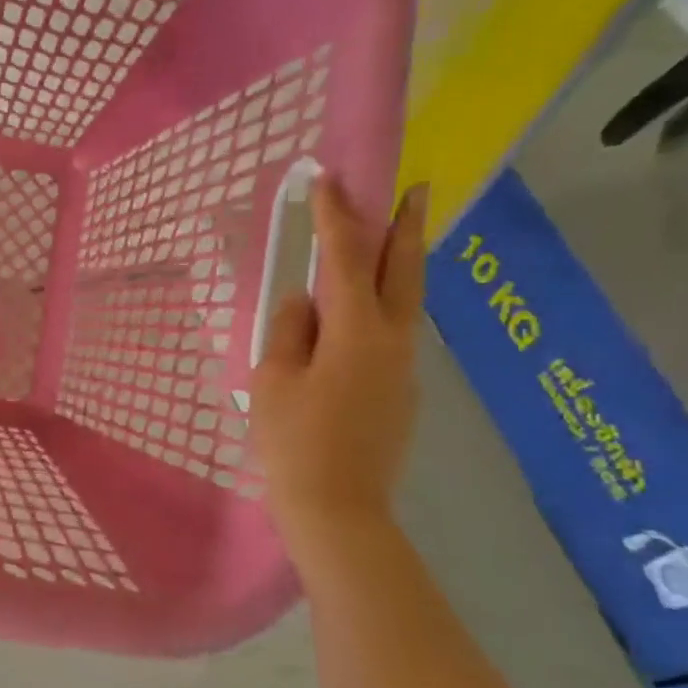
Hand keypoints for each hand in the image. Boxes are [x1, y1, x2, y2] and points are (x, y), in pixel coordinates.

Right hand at [251, 178, 426, 542]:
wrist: (337, 508)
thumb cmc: (294, 442)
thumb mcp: (272, 380)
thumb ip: (289, 331)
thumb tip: (304, 303)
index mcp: (355, 331)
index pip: (346, 258)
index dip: (336, 215)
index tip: (329, 179)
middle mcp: (392, 340)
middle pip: (403, 269)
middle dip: (405, 225)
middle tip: (414, 187)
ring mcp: (403, 367)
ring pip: (406, 301)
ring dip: (400, 263)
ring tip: (390, 238)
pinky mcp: (401, 392)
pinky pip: (393, 333)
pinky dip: (383, 306)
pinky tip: (359, 316)